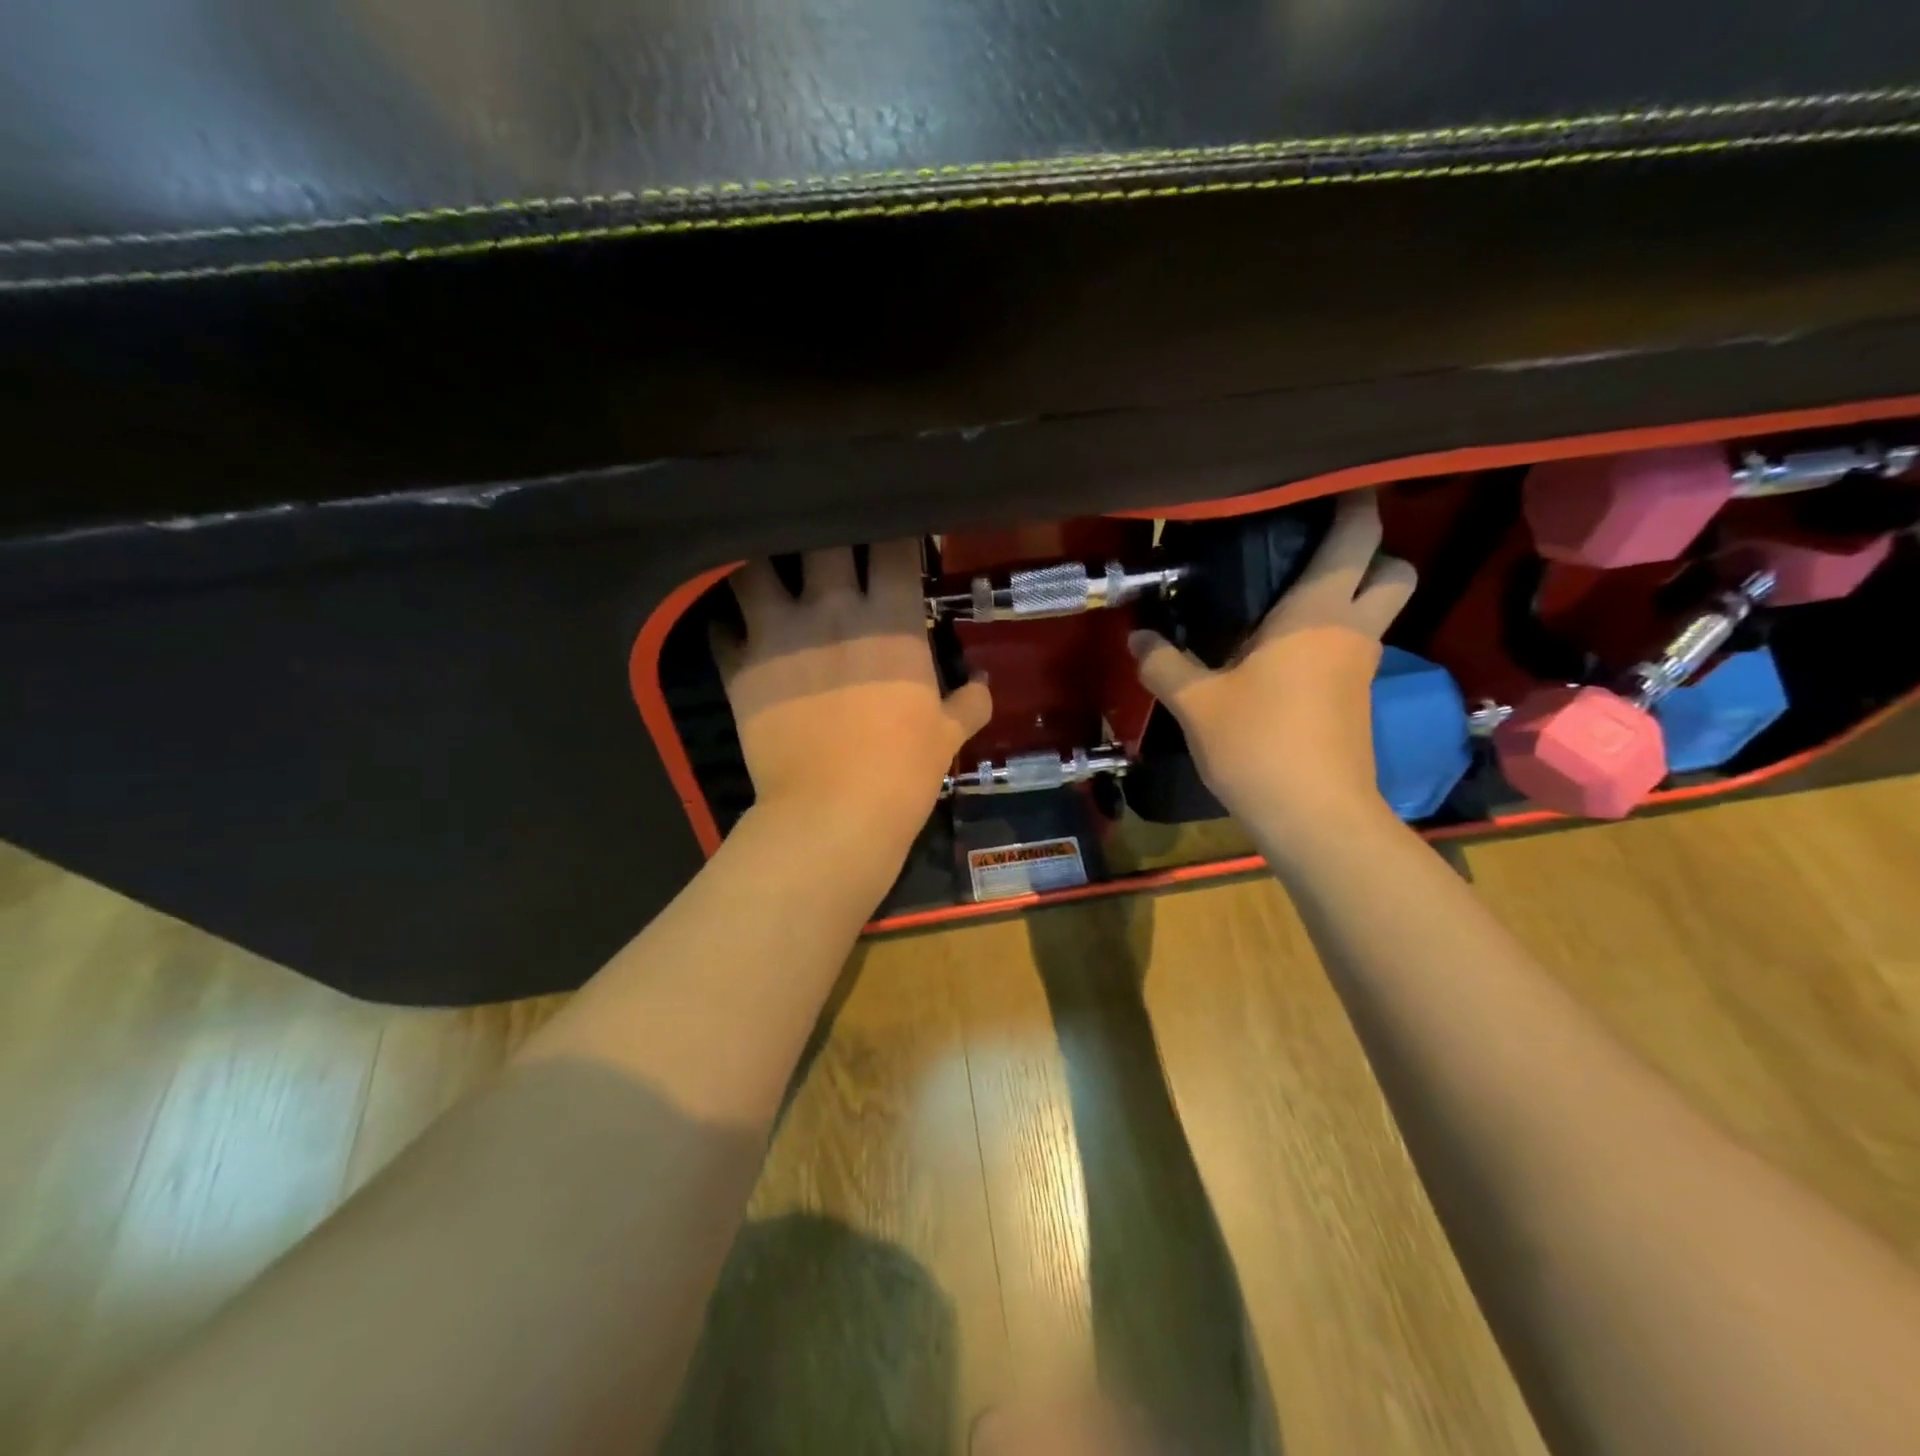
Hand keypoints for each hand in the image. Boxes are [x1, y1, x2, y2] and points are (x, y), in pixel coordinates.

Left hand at [713, 541, 991, 845]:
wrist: (834, 813)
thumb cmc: (903, 771)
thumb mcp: (948, 736)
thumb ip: (969, 703)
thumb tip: (982, 685)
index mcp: (890, 618)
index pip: (892, 547)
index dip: (893, 535)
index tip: (892, 538)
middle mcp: (832, 609)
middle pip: (821, 539)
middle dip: (826, 534)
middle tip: (827, 548)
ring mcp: (779, 633)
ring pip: (755, 568)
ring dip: (761, 565)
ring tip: (768, 572)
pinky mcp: (740, 666)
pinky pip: (720, 626)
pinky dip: (726, 622)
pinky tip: (734, 627)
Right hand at [1128, 492, 1415, 842]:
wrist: (1313, 817)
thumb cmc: (1258, 743)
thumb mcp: (1196, 702)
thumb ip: (1164, 664)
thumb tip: (1137, 638)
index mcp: (1318, 613)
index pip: (1356, 537)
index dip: (1354, 501)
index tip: (1334, 482)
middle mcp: (1351, 631)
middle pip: (1393, 570)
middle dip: (1370, 553)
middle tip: (1313, 555)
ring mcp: (1361, 669)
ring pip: (1373, 615)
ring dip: (1345, 600)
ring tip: (1280, 605)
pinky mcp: (1356, 703)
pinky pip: (1350, 652)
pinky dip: (1327, 642)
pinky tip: (1278, 660)